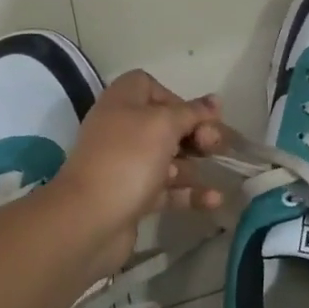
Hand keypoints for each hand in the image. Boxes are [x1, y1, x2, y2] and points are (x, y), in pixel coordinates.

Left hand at [51, 70, 226, 229]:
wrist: (88, 220)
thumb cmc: (128, 159)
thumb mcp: (164, 125)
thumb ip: (192, 112)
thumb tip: (215, 101)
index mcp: (122, 102)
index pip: (149, 86)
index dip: (175, 98)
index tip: (196, 115)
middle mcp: (122, 130)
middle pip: (165, 124)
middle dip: (195, 133)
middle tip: (214, 145)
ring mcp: (126, 165)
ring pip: (169, 159)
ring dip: (196, 165)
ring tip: (220, 171)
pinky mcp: (133, 196)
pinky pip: (167, 189)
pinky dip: (190, 193)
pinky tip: (214, 200)